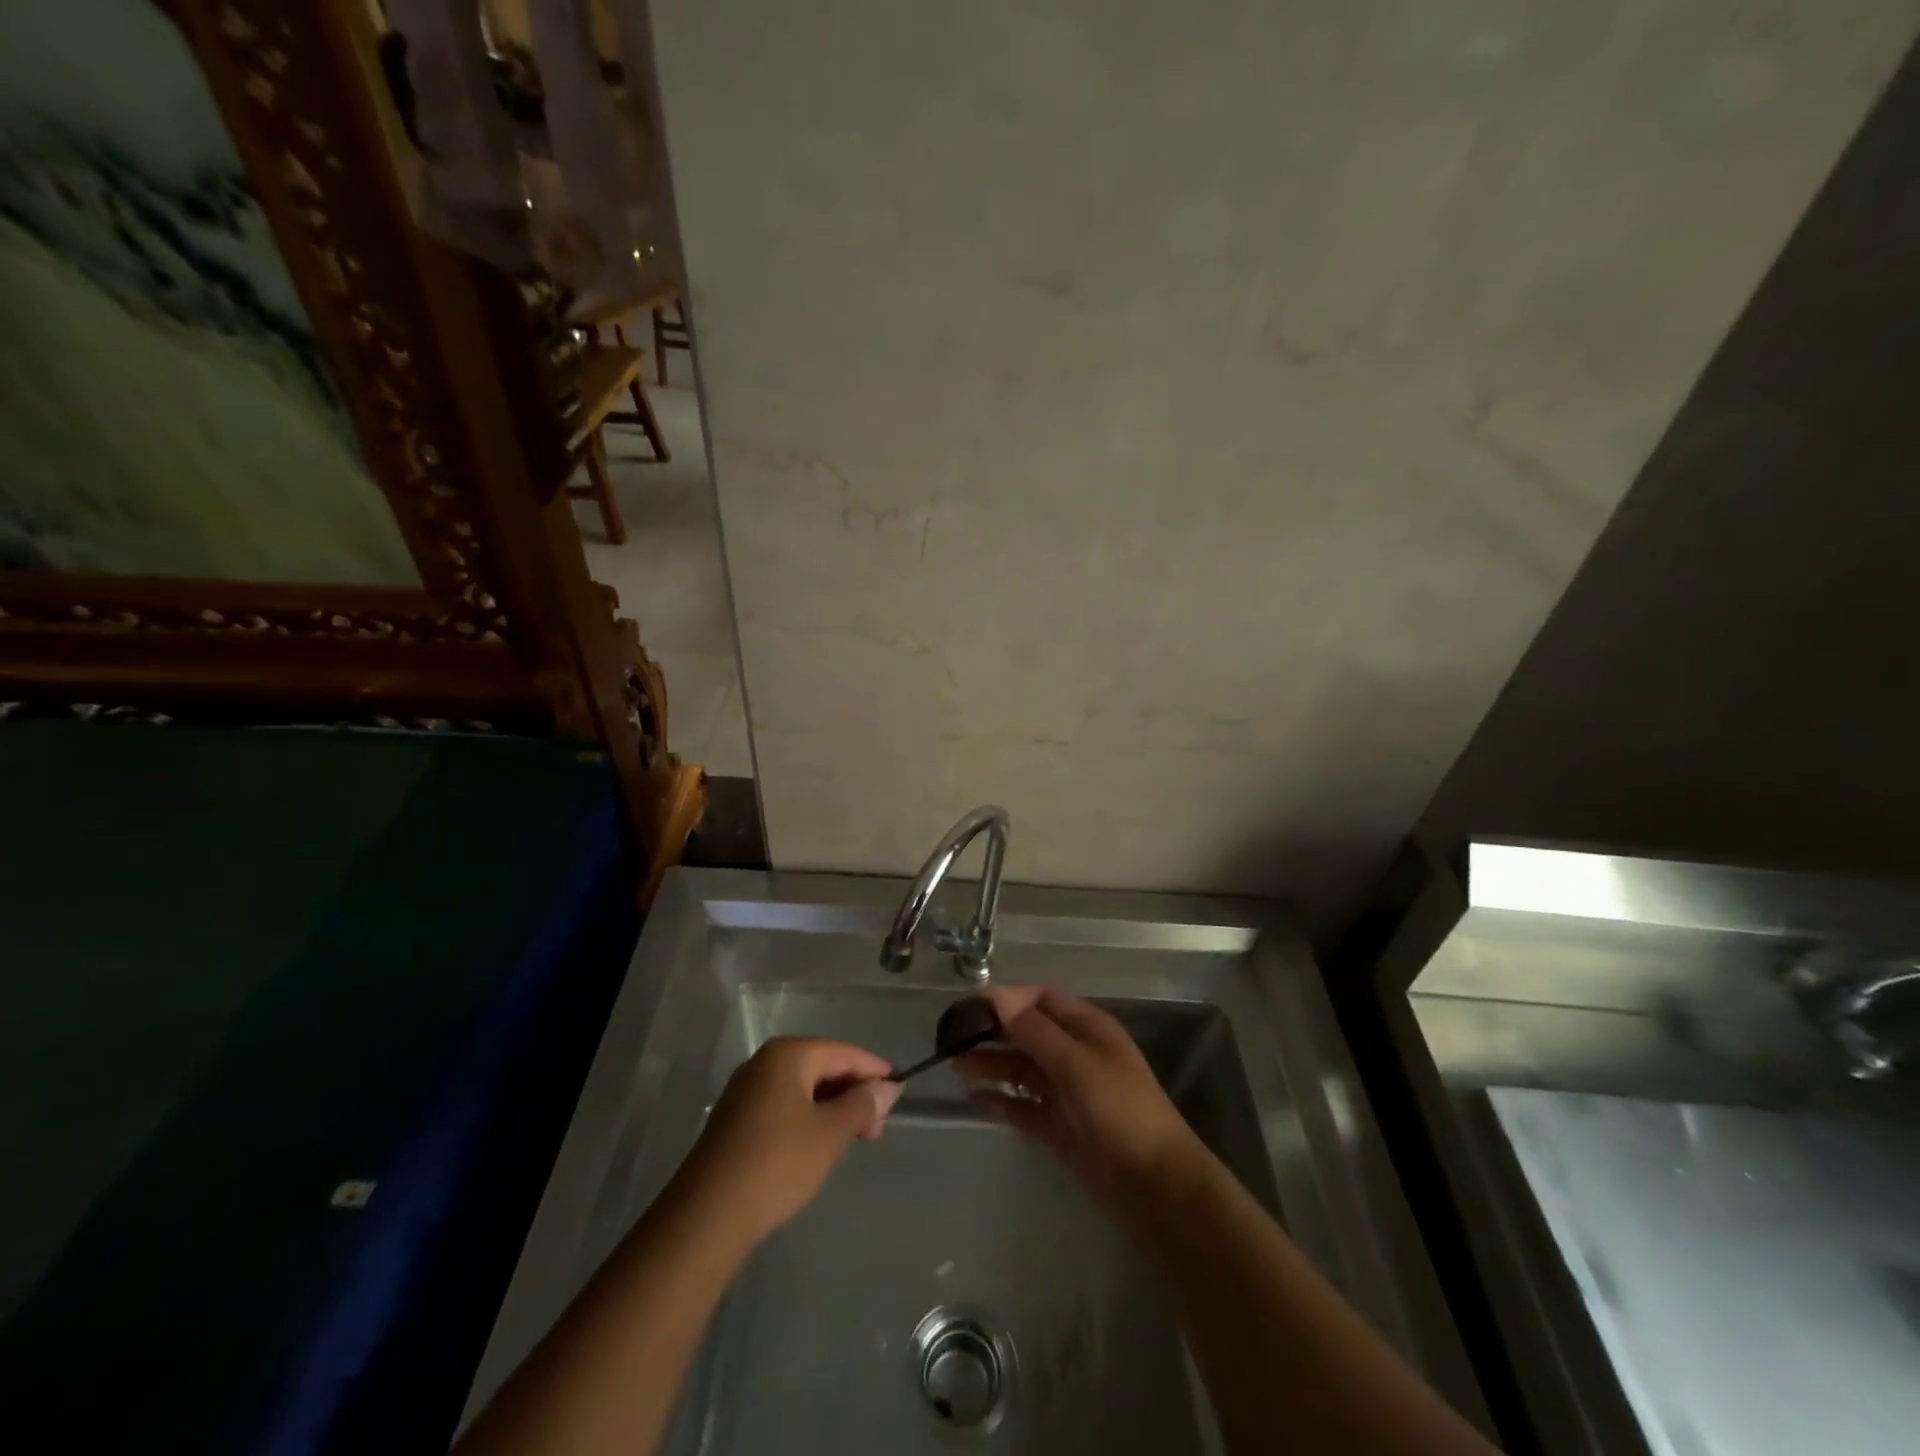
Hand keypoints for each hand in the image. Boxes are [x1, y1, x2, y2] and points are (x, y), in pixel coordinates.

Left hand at [674, 1037, 901, 1247]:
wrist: (706, 1218)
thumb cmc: (777, 1163)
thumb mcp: (830, 1133)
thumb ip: (862, 1104)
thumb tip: (887, 1087)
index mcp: (787, 1054)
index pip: (843, 1052)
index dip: (874, 1070)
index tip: (899, 1093)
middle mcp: (764, 1063)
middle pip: (823, 1066)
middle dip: (854, 1092)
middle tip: (878, 1128)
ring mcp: (746, 1091)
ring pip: (803, 1089)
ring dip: (833, 1109)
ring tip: (855, 1139)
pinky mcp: (736, 1121)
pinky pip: (784, 1106)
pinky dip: (809, 1119)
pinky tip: (821, 1145)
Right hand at [957, 985, 1201, 1212]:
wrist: (1155, 1186)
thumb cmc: (1119, 1110)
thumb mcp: (1076, 1063)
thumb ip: (1035, 1031)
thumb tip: (998, 995)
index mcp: (1087, 1028)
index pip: (1041, 999)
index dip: (1007, 999)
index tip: (969, 1006)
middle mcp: (1076, 1054)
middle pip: (1028, 1034)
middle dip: (994, 1033)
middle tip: (953, 1039)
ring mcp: (1068, 1092)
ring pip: (1023, 1071)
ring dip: (993, 1066)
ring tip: (956, 1067)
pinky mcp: (1061, 1128)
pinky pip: (1025, 1107)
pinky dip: (1003, 1102)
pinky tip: (976, 1101)